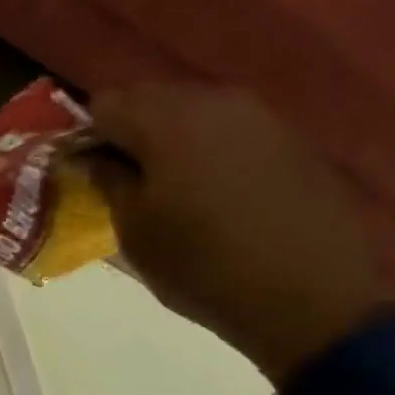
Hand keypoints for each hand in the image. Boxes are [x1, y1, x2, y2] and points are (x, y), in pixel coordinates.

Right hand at [85, 83, 385, 383]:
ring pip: (192, 111)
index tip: (88, 173)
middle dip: (128, 133)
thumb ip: (108, 181)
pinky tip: (214, 193)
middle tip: (124, 182)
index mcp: (167, 120)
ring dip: (169, 141)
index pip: (104, 103)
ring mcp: (259, 115)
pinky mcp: (289, 137)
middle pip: (150, 98)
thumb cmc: (201, 268)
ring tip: (169, 189)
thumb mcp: (135, 232)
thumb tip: (93, 156)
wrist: (307, 296)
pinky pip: (229, 129)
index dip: (88, 136)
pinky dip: (208, 150)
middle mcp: (214, 100)